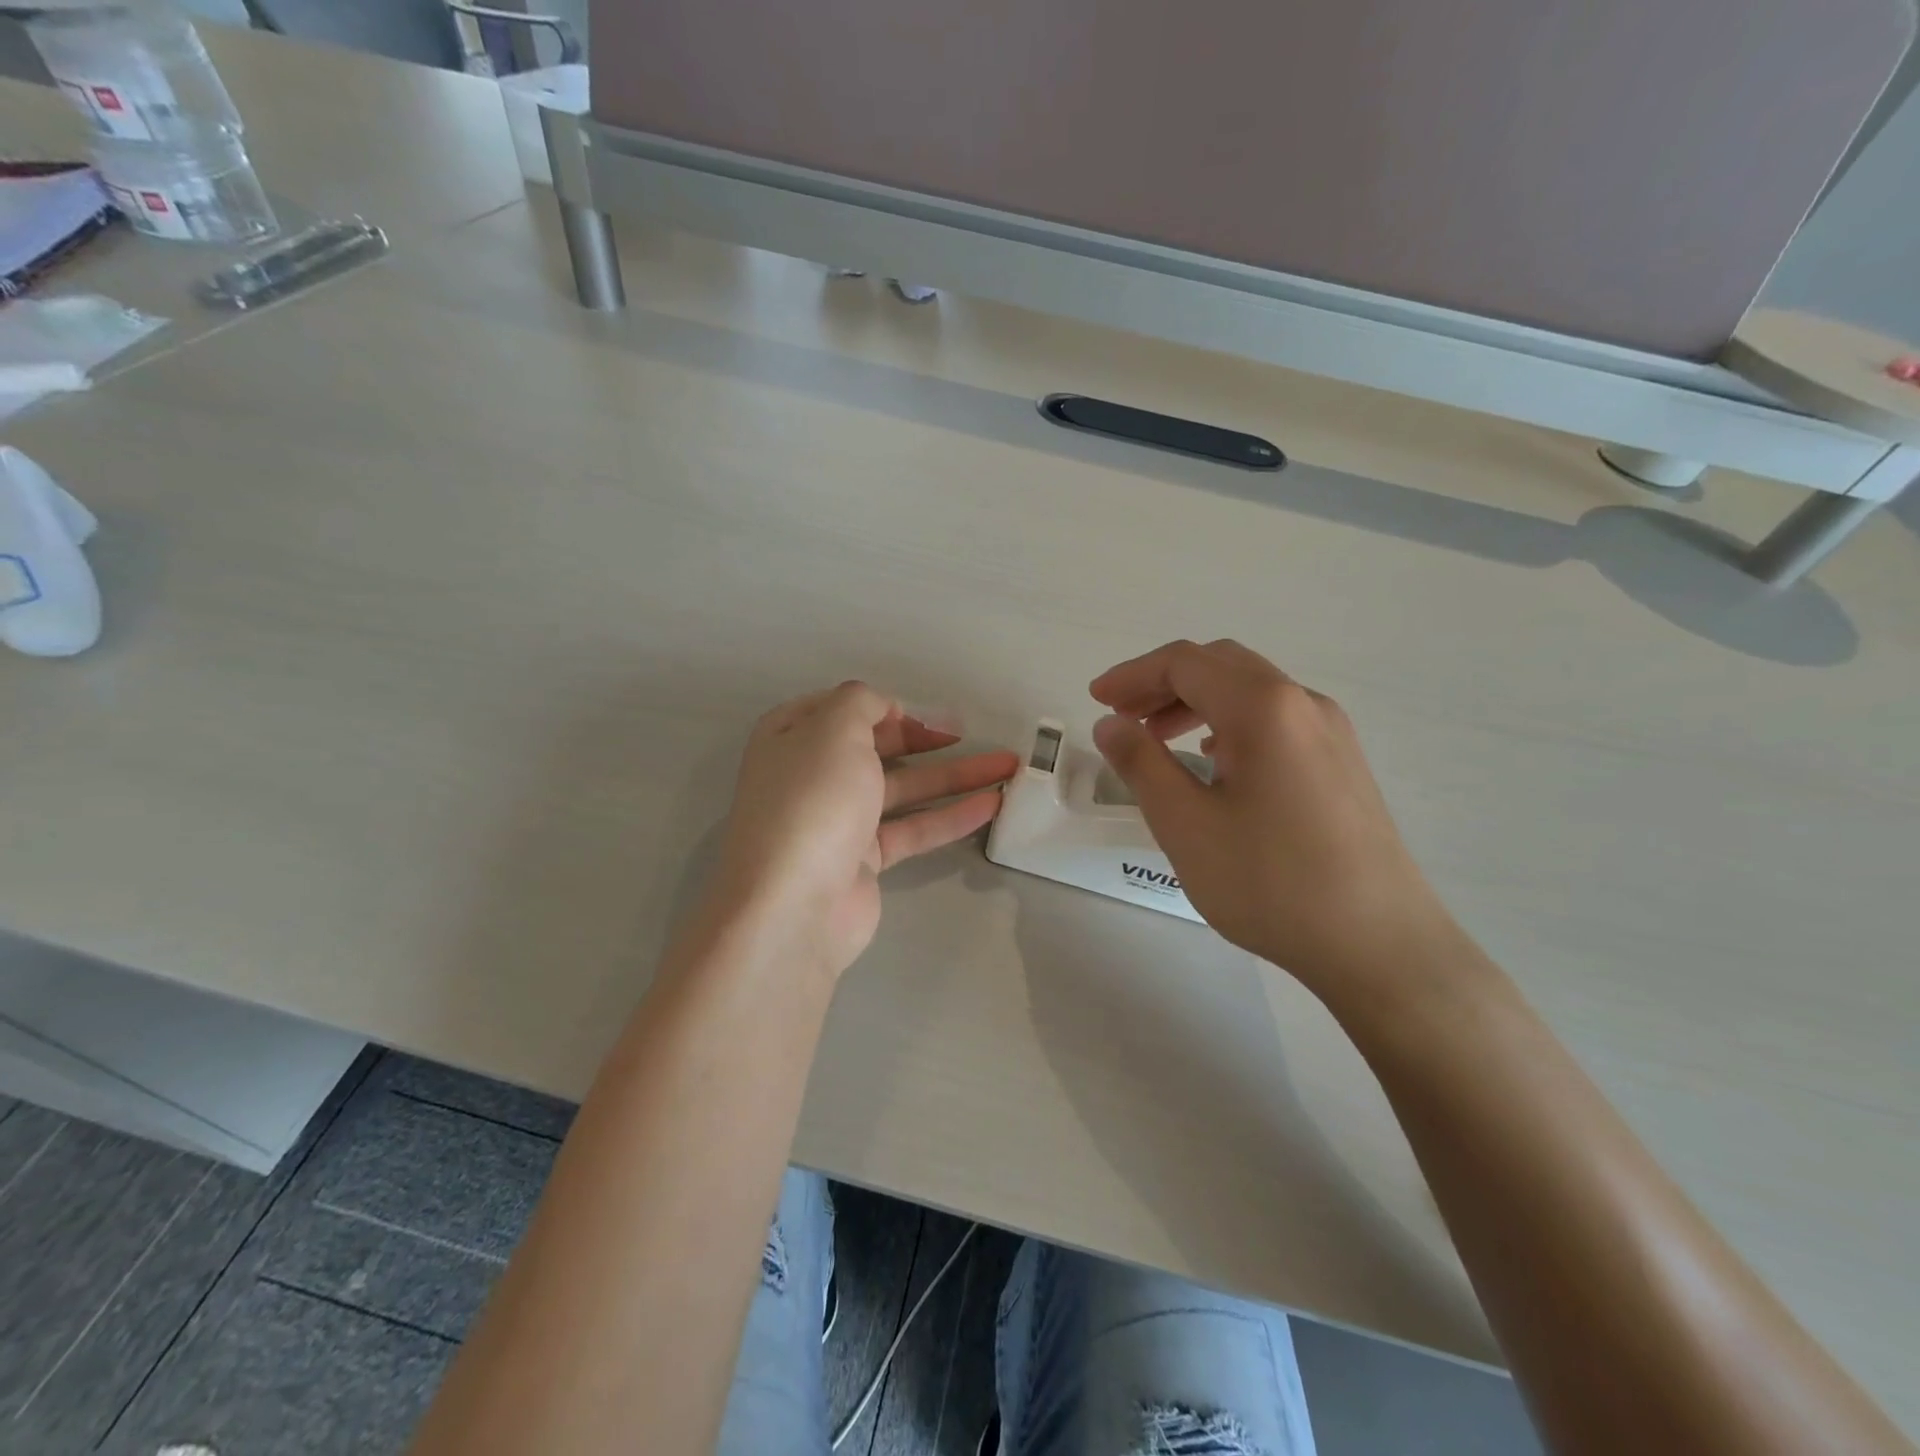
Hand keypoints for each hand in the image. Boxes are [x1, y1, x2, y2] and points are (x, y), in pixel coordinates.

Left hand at [710, 682, 1018, 979]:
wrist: (793, 905)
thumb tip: (882, 707)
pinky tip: (992, 803)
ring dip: (953, 776)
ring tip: (1007, 766)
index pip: (839, 709)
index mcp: (791, 738)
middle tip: (967, 734)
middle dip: (923, 738)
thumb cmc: (813, 800)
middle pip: (875, 748)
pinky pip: (913, 829)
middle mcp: (811, 776)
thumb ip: (861, 702)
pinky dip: (950, 816)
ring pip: (903, 789)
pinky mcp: (864, 861)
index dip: (880, 706)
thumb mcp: (835, 729)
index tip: (919, 712)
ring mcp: (838, 821)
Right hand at [1090, 640, 1456, 993]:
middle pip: (1220, 665)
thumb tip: (1109, 724)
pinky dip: (1229, 721)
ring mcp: (1331, 731)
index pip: (1184, 663)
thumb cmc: (1270, 883)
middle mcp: (1302, 703)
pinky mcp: (1342, 762)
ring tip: (1157, 737)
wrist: (1379, 944)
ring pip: (1251, 690)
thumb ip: (1140, 764)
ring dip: (1196, 700)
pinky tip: (1213, 759)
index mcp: (1263, 707)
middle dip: (1162, 683)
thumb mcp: (1185, 824)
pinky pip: (1276, 718)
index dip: (1132, 675)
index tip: (1096, 701)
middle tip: (1121, 716)